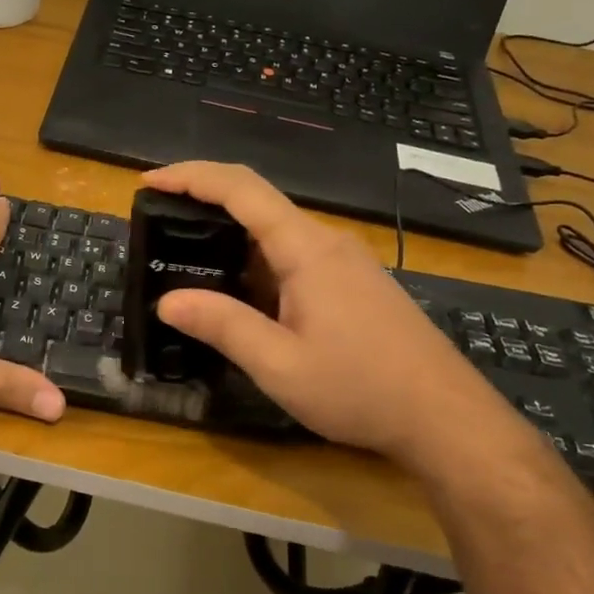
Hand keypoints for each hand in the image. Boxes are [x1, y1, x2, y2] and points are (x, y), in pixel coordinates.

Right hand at [142, 161, 509, 466]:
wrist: (445, 418)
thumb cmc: (360, 389)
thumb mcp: (280, 365)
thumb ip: (222, 326)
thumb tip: (168, 301)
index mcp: (307, 250)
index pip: (242, 190)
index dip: (192, 176)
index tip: (149, 181)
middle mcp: (327, 243)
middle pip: (258, 203)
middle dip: (204, 203)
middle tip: (158, 223)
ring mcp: (346, 263)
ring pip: (277, 232)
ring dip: (230, 237)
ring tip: (186, 259)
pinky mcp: (354, 284)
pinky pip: (294, 256)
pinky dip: (256, 261)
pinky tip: (239, 291)